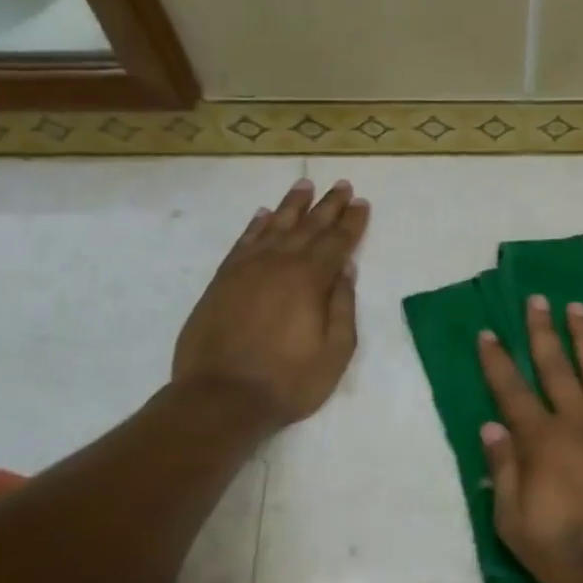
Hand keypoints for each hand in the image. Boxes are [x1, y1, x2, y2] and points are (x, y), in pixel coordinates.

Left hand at [173, 178, 368, 428]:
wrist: (220, 398)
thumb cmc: (288, 381)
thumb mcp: (335, 352)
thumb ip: (343, 307)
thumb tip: (346, 271)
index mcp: (309, 279)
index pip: (337, 242)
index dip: (352, 222)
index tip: (361, 203)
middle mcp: (278, 264)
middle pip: (308, 226)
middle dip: (328, 205)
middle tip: (341, 185)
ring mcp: (246, 270)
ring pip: (273, 227)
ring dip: (292, 206)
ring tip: (304, 185)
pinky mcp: (222, 281)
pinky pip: (242, 243)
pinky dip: (255, 226)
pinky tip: (263, 215)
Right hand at [477, 296, 582, 582]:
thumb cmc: (573, 554)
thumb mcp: (517, 527)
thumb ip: (503, 473)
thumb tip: (490, 427)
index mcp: (542, 443)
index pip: (512, 392)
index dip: (497, 361)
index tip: (488, 332)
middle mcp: (578, 421)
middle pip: (556, 367)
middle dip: (542, 331)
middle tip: (536, 299)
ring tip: (575, 306)